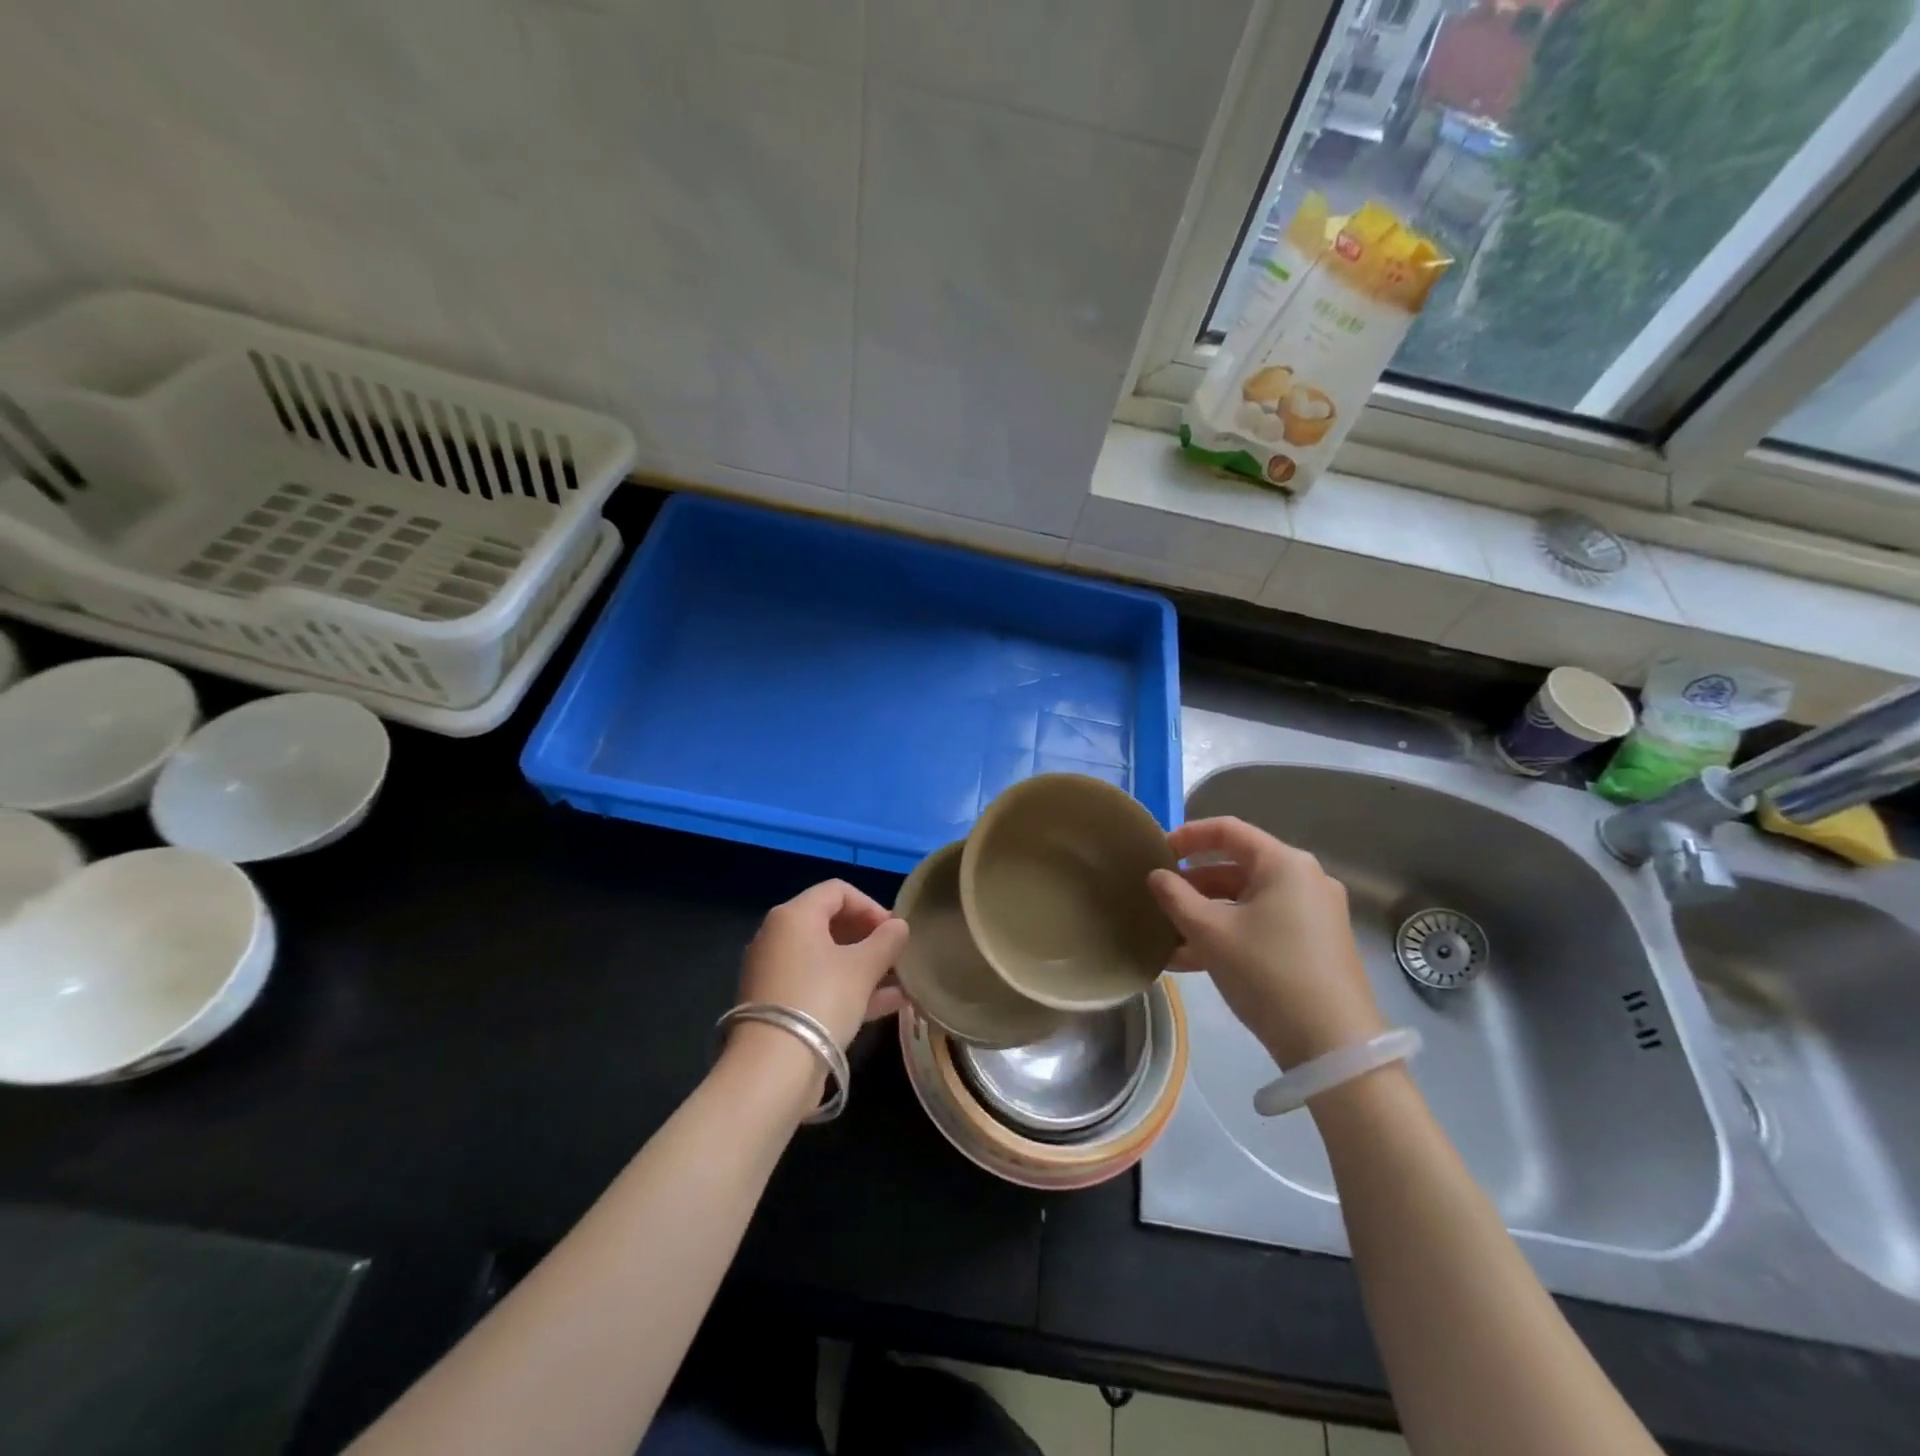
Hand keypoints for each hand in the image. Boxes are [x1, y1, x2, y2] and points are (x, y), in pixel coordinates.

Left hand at [733, 880, 910, 1051]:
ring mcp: (774, 972)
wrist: (773, 1068)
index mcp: (794, 915)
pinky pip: (818, 984)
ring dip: (863, 965)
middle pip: (830, 923)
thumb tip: (899, 926)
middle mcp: (778, 936)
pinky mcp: (777, 1004)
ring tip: (899, 980)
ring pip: (826, 957)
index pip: (837, 891)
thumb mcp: (863, 968)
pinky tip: (888, 1004)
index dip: (871, 906)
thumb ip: (886, 941)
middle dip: (868, 936)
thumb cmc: (821, 1000)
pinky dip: (848, 987)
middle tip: (896, 954)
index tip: (895, 930)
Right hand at [1148, 817, 1385, 1067]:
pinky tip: (1193, 960)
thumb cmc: (1267, 972)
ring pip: (1248, 900)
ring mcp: (1314, 913)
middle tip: (1159, 897)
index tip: (1157, 851)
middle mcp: (1304, 879)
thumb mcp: (1210, 932)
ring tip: (1169, 936)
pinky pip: (1263, 924)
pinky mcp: (1316, 944)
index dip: (1188, 836)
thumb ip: (1175, 897)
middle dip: (1193, 883)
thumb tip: (1156, 876)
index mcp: (1284, 863)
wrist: (1332, 1045)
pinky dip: (1230, 933)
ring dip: (1207, 913)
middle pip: (1238, 866)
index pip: (1228, 830)